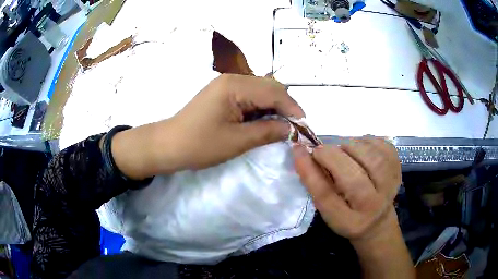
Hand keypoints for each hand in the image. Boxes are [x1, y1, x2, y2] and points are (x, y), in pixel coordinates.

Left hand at [112, 74, 303, 178]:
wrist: (169, 145)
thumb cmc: (200, 145)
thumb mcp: (237, 141)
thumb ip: (267, 131)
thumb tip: (290, 129)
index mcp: (235, 85)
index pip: (274, 91)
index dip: (292, 108)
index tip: (303, 126)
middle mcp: (233, 78)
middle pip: (269, 87)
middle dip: (284, 106)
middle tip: (292, 128)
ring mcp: (226, 84)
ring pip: (261, 90)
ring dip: (273, 107)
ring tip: (279, 127)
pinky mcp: (222, 93)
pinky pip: (249, 96)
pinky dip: (260, 108)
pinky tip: (262, 121)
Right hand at [292, 137, 400, 241]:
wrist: (378, 220)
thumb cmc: (347, 215)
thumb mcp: (327, 208)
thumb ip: (316, 182)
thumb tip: (302, 151)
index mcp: (349, 221)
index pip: (327, 196)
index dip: (310, 172)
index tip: (298, 150)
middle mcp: (373, 207)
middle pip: (354, 179)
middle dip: (333, 156)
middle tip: (322, 151)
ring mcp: (390, 187)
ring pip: (373, 159)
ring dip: (351, 146)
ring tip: (343, 150)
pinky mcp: (398, 169)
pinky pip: (384, 147)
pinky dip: (368, 140)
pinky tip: (360, 147)